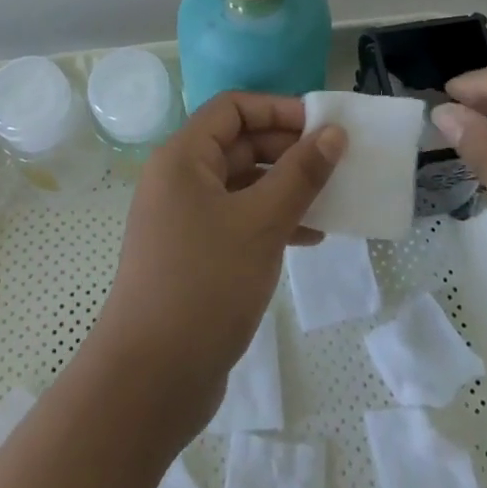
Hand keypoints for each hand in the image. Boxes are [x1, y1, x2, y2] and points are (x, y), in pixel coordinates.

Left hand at [89, 92, 345, 437]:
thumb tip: (333, 133)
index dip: (278, 109)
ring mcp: (184, 219)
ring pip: (242, 184)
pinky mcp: (194, 255)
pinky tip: (309, 238)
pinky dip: (271, 221)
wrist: (150, 379)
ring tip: (331, 201)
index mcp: (182, 157)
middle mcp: (179, 179)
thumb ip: (300, 174)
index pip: (232, 108)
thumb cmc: (205, 285)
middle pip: (238, 143)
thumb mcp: (261, 223)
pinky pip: (238, 220)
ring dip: (285, 187)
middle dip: (287, 149)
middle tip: (336, 163)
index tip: (323, 126)